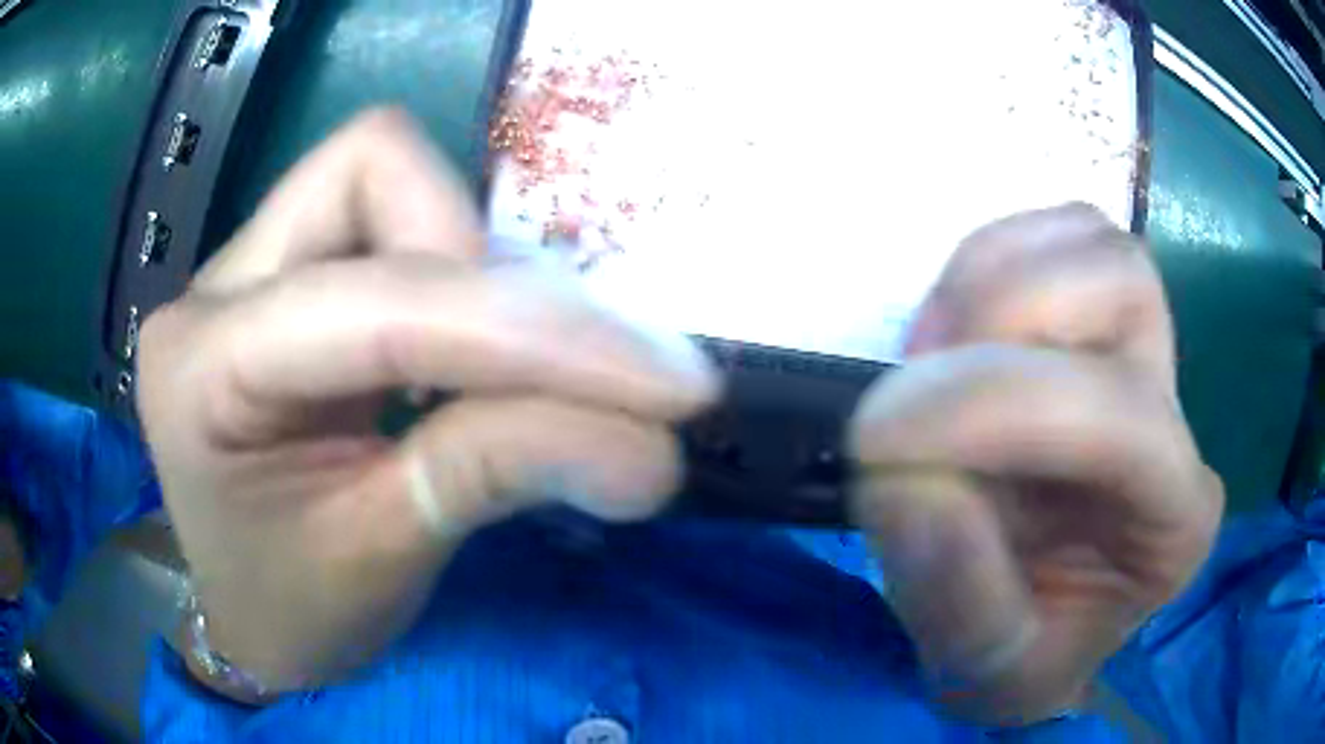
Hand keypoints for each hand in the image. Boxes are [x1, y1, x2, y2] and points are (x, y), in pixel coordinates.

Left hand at [136, 109, 717, 692]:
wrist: (238, 614)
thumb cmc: (287, 610)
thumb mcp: (382, 559)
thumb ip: (497, 475)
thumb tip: (656, 452)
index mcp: (201, 368)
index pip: (379, 305)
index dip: (530, 335)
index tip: (668, 388)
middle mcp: (217, 286)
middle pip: (372, 168)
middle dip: (484, 261)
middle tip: (562, 372)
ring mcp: (249, 267)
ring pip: (387, 179)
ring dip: (479, 268)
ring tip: (525, 368)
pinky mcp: (288, 276)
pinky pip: (390, 222)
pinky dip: (461, 280)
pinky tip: (486, 354)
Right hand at [849, 205, 1222, 724]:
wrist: (1038, 626)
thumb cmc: (1021, 659)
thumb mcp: (980, 671)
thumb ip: (954, 594)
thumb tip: (905, 477)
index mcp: (1175, 520)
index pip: (1120, 418)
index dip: (994, 404)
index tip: (874, 435)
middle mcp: (1178, 416)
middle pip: (1123, 283)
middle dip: (1004, 315)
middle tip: (917, 384)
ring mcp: (1147, 354)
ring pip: (1089, 238)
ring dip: (988, 279)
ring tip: (932, 361)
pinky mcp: (1099, 322)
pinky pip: (1050, 234)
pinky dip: (986, 262)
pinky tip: (954, 336)